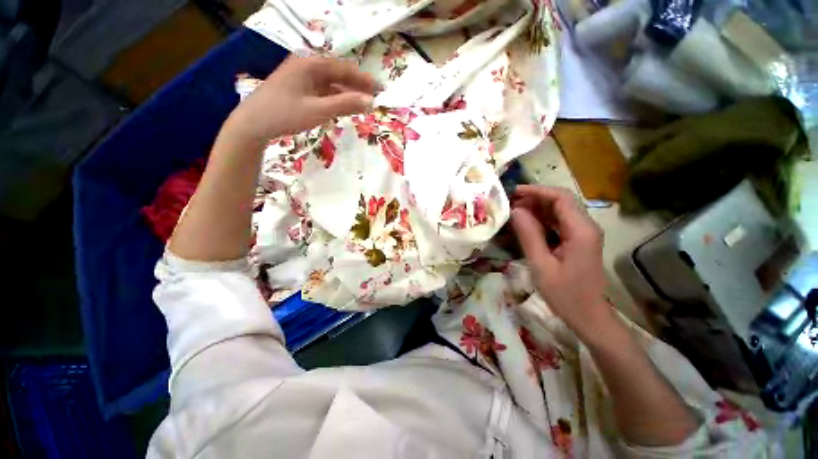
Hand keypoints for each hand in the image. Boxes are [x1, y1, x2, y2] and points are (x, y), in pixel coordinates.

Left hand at [226, 56, 378, 142]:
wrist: (253, 123)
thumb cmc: (285, 114)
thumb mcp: (318, 110)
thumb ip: (345, 104)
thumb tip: (370, 101)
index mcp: (311, 64)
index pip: (345, 69)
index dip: (364, 80)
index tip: (380, 90)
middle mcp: (307, 65)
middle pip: (338, 74)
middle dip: (357, 86)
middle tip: (374, 98)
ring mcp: (301, 76)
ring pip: (331, 83)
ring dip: (347, 93)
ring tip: (362, 104)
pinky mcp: (298, 88)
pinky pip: (322, 90)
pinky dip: (335, 98)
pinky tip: (343, 106)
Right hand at [511, 185, 611, 338]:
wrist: (589, 316)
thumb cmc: (565, 295)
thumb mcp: (541, 265)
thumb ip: (529, 235)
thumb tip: (515, 210)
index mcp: (581, 231)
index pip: (560, 198)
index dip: (536, 191)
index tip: (514, 192)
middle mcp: (586, 227)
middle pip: (561, 201)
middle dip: (534, 198)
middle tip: (509, 202)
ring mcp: (584, 234)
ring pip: (559, 211)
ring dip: (537, 208)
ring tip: (513, 211)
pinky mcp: (578, 241)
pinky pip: (559, 223)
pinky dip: (542, 219)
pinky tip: (526, 223)